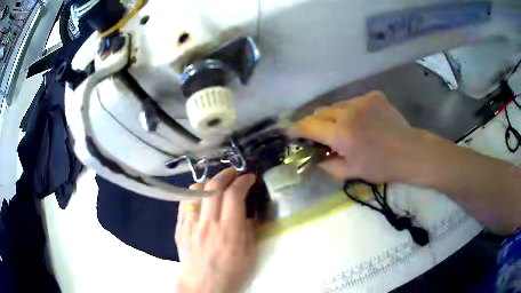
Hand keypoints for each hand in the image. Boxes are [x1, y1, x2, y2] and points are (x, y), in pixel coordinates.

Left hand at [175, 169, 256, 292]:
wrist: (202, 285)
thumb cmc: (230, 272)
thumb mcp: (249, 253)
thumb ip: (248, 228)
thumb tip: (245, 210)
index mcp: (228, 231)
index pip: (234, 195)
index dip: (243, 181)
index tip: (250, 177)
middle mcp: (207, 223)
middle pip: (214, 186)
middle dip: (226, 174)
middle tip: (235, 173)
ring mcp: (190, 224)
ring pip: (196, 190)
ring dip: (209, 182)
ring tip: (217, 184)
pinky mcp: (180, 227)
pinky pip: (184, 202)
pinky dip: (195, 194)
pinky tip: (202, 198)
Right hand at [291, 91, 422, 182]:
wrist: (410, 152)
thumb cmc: (381, 166)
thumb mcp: (351, 172)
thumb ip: (327, 165)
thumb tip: (314, 157)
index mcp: (341, 134)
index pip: (309, 126)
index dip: (296, 129)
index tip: (290, 132)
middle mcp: (348, 111)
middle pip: (320, 111)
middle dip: (314, 122)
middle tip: (318, 134)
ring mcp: (362, 100)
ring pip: (336, 105)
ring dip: (333, 116)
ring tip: (342, 128)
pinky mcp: (373, 95)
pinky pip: (354, 102)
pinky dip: (351, 111)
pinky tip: (361, 121)